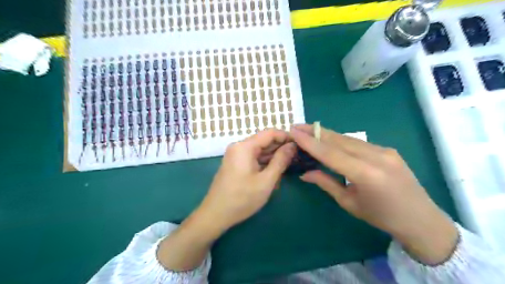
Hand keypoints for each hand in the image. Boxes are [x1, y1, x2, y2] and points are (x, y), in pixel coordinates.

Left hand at [194, 129, 296, 234]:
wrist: (215, 214)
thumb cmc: (242, 198)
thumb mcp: (266, 181)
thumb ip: (280, 161)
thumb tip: (292, 146)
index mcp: (244, 147)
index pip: (270, 133)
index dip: (286, 136)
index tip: (300, 144)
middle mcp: (239, 146)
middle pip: (264, 141)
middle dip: (281, 147)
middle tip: (298, 156)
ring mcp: (236, 155)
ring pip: (259, 150)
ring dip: (274, 156)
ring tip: (290, 164)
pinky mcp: (235, 163)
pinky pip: (253, 158)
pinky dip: (265, 162)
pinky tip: (275, 170)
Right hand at [291, 126, 460, 264]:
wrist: (421, 220)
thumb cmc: (381, 217)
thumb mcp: (349, 203)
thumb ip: (326, 183)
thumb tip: (304, 173)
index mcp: (365, 174)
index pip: (330, 153)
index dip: (310, 141)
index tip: (293, 131)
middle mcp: (376, 156)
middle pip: (339, 140)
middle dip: (316, 132)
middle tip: (297, 126)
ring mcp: (384, 150)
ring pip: (348, 138)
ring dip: (327, 135)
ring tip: (309, 131)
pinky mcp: (388, 149)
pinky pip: (359, 143)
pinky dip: (341, 140)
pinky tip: (331, 140)